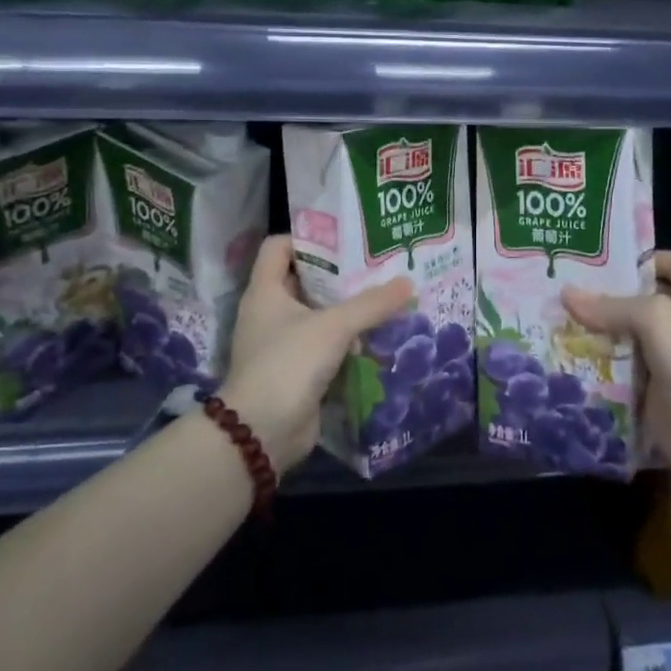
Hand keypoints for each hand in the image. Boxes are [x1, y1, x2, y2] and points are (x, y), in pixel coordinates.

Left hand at [220, 235, 412, 469]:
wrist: (262, 432)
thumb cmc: (289, 363)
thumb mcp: (333, 327)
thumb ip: (371, 304)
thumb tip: (408, 282)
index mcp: (265, 290)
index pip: (279, 246)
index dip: (308, 238)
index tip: (345, 239)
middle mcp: (269, 312)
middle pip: (304, 280)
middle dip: (338, 274)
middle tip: (376, 266)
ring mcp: (281, 343)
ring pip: (317, 315)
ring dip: (346, 309)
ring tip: (383, 298)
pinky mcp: (296, 371)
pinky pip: (324, 345)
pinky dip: (345, 340)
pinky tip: (375, 336)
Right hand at [563, 251, 670, 477]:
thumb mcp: (656, 318)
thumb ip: (612, 305)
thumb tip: (567, 295)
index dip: (645, 257)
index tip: (605, 261)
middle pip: (645, 299)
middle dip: (610, 295)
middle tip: (570, 289)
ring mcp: (670, 360)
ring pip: (629, 335)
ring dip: (600, 329)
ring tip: (562, 319)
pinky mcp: (653, 389)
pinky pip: (622, 367)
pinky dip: (600, 361)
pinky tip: (572, 354)